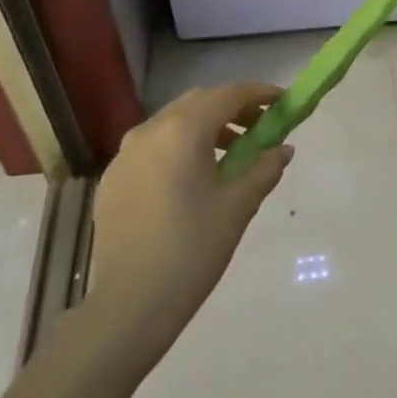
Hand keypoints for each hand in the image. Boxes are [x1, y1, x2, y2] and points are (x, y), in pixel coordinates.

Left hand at [88, 82, 292, 359]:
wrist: (131, 302)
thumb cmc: (193, 249)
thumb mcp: (238, 206)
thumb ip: (264, 168)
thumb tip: (283, 149)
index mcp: (182, 132)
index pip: (228, 95)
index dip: (259, 94)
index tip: (283, 102)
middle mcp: (149, 131)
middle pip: (198, 102)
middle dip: (233, 108)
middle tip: (261, 127)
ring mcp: (125, 154)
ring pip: (173, 123)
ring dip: (206, 127)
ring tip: (232, 154)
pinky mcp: (113, 178)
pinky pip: (153, 146)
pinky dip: (180, 147)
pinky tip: (195, 177)